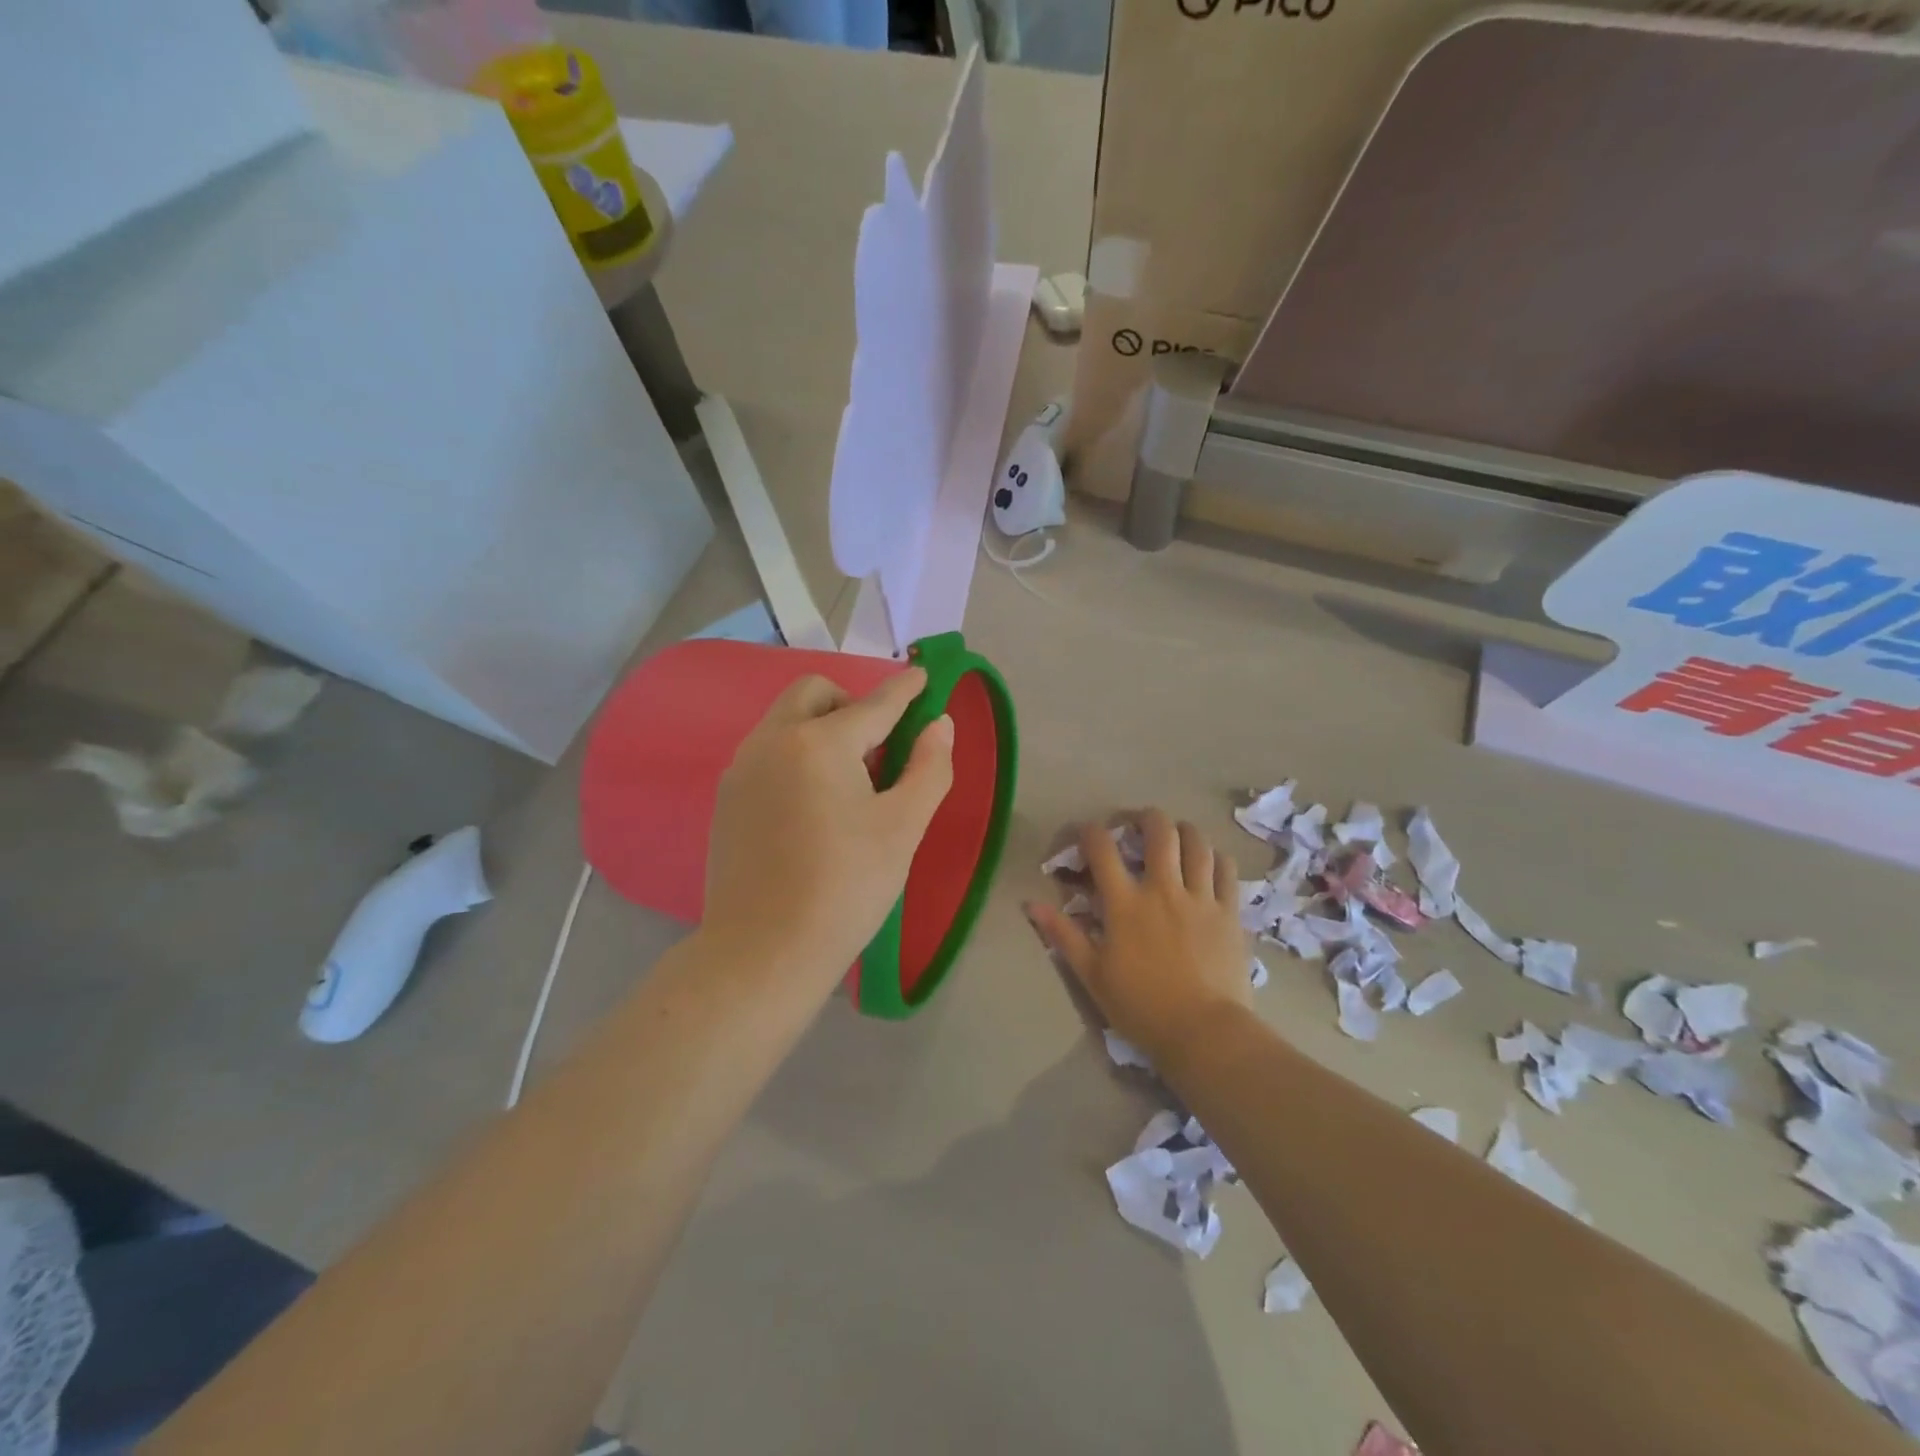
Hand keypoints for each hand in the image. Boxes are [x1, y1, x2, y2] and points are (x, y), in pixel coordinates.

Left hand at [703, 668, 953, 994]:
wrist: (763, 951)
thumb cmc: (845, 887)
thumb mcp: (903, 828)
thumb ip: (929, 767)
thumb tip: (939, 724)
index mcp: (819, 743)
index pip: (874, 704)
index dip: (905, 689)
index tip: (923, 676)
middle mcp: (773, 740)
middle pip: (815, 693)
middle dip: (852, 703)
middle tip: (880, 746)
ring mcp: (742, 767)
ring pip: (786, 720)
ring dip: (822, 727)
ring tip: (850, 779)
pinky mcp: (727, 797)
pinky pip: (768, 751)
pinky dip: (797, 753)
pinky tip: (813, 803)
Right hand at [1029, 809, 1251, 1063]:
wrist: (1204, 1032)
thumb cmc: (1141, 1006)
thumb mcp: (1092, 974)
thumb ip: (1063, 934)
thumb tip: (1031, 904)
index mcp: (1125, 903)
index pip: (1102, 849)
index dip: (1090, 832)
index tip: (1085, 834)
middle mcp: (1163, 889)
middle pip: (1158, 831)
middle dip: (1144, 818)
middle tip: (1137, 825)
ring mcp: (1200, 897)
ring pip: (1196, 842)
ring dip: (1183, 830)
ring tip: (1175, 835)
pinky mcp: (1229, 911)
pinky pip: (1226, 868)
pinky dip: (1215, 857)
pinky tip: (1208, 862)